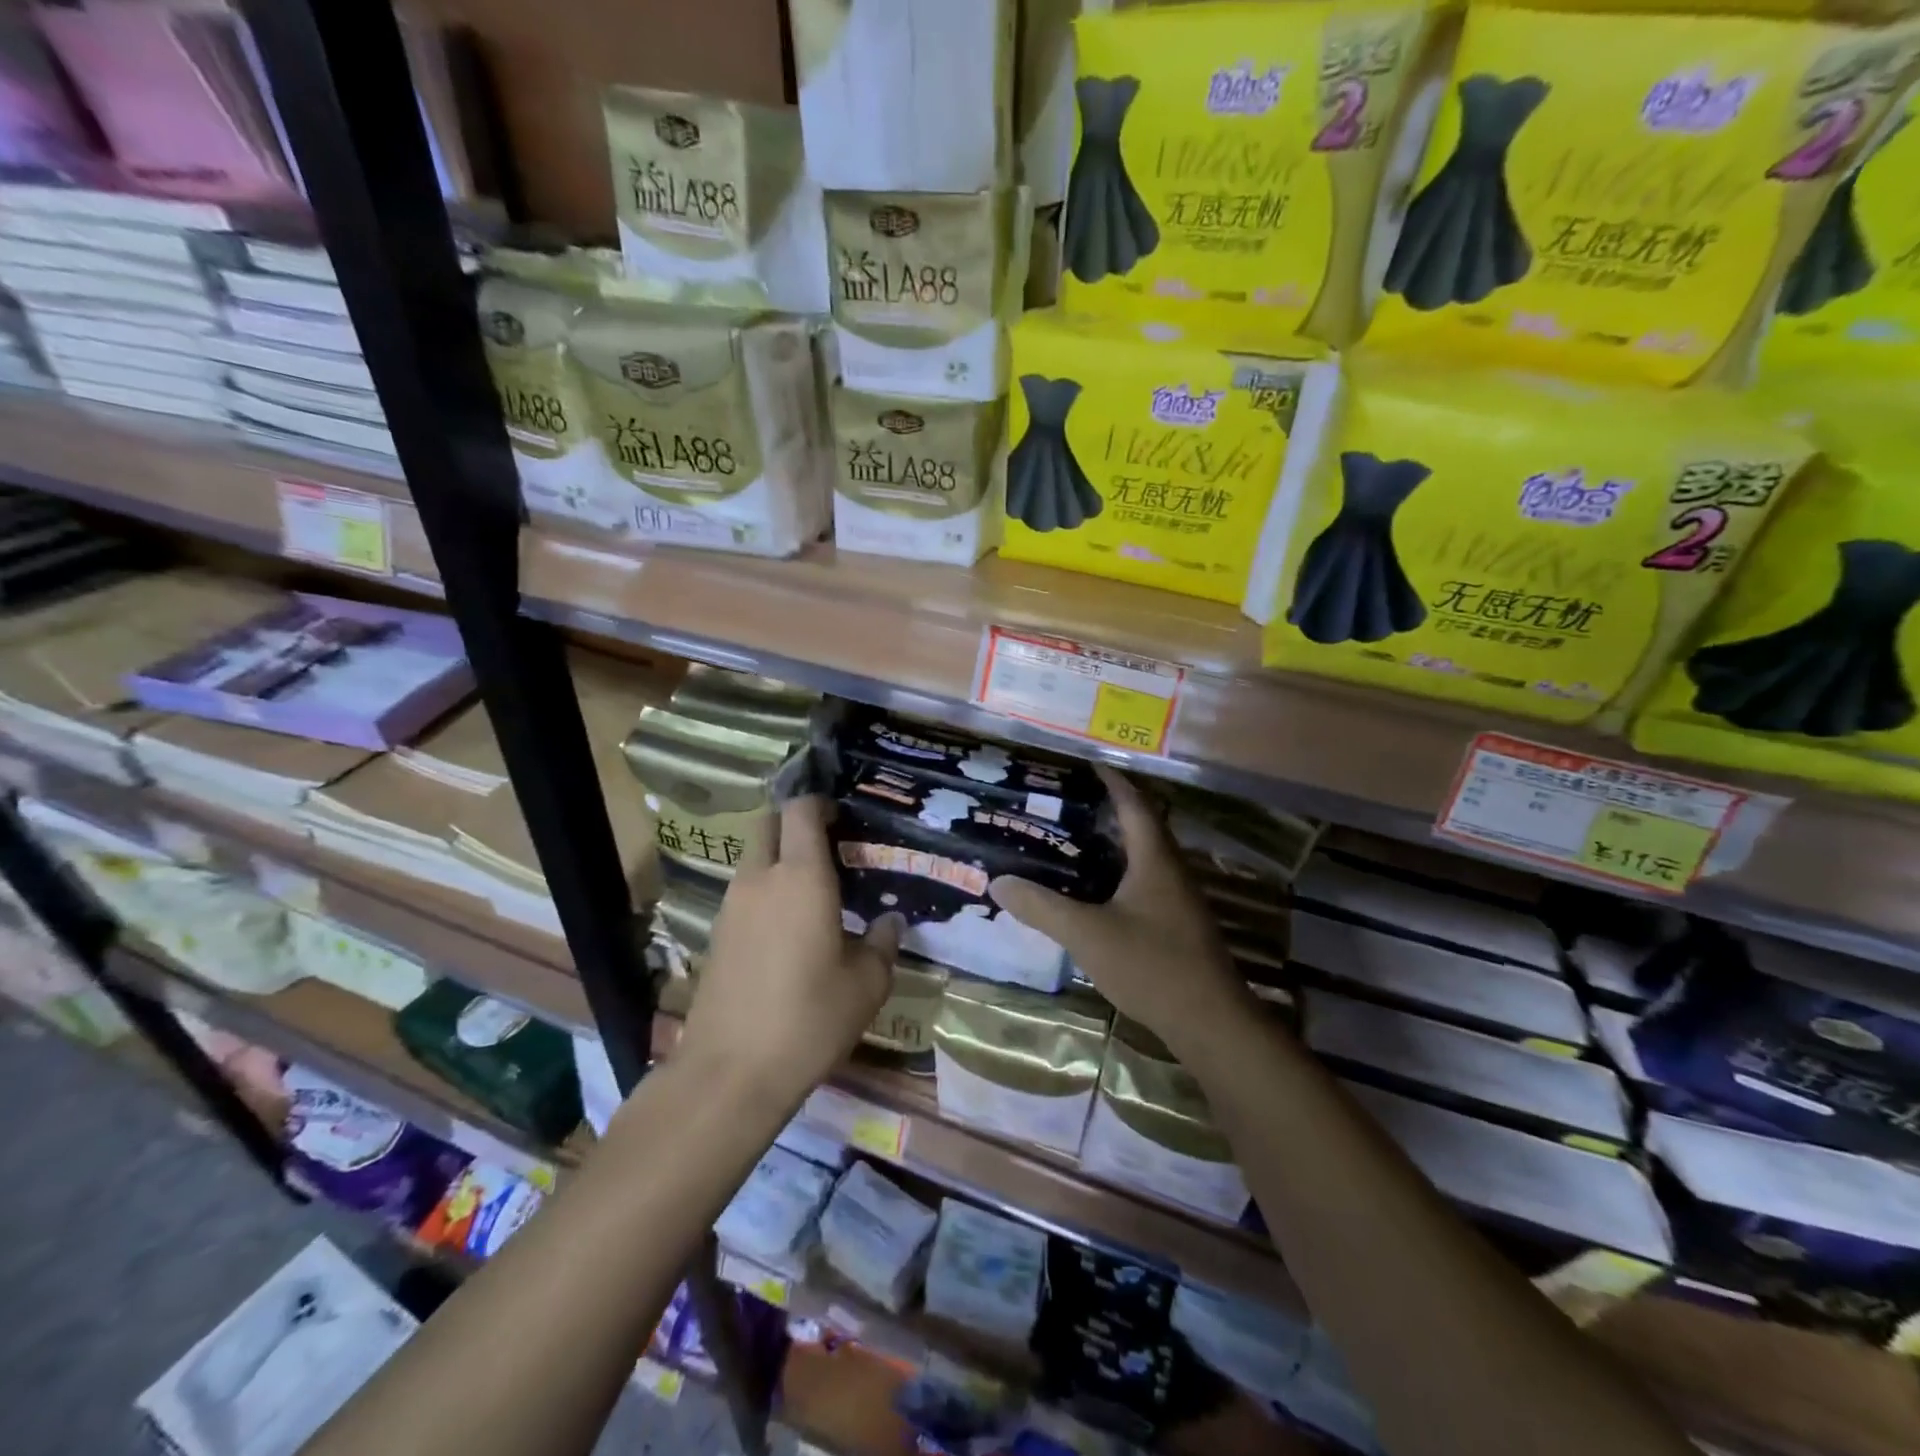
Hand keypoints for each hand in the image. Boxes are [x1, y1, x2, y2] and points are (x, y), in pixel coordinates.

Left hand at [679, 797, 899, 1106]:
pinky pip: (744, 894)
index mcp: (800, 877)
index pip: (800, 811)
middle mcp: (760, 880)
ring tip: (813, 891)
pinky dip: (765, 893)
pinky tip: (788, 929)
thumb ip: (882, 945)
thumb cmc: (809, 1018)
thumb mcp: (866, 985)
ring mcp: (731, 907)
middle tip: (828, 847)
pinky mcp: (716, 935)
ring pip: (753, 860)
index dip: (819, 803)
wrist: (730, 1072)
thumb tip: (891, 922)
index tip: (842, 816)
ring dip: (779, 860)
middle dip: (794, 824)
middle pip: (768, 825)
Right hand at [989, 767, 1252, 1057]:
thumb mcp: (1087, 934)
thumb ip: (1042, 907)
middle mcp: (1172, 871)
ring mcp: (1179, 901)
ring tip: (1073, 843)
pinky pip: (1145, 885)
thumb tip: (998, 882)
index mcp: (1155, 859)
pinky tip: (1095, 894)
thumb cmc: (1151, 966)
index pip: (1135, 804)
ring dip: (1114, 845)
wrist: (1211, 1023)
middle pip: (1142, 827)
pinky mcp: (1178, 927)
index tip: (1087, 765)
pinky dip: (1119, 876)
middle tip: (1068, 805)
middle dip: (1108, 811)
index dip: (1112, 782)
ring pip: (1144, 858)